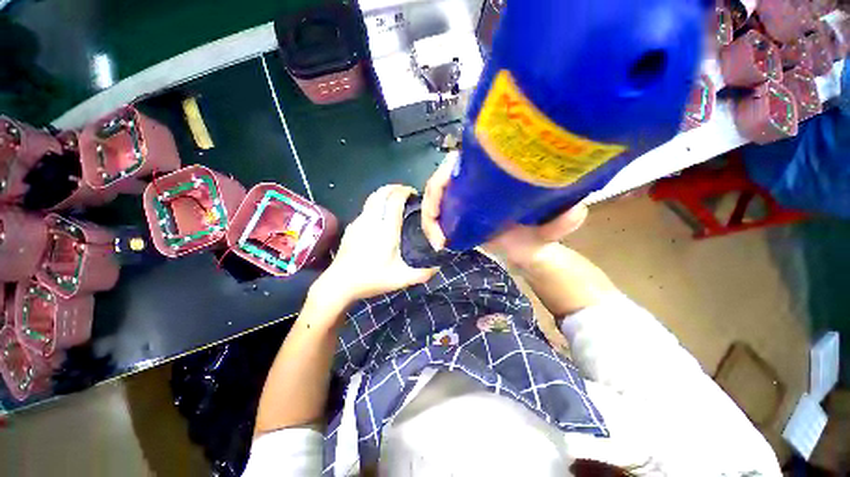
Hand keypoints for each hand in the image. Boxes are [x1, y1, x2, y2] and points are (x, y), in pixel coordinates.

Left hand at [312, 185, 437, 305]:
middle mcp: (372, 220)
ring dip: (384, 194)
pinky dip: (376, 204)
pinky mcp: (351, 227)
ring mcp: (359, 222)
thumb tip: (438, 268)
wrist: (339, 283)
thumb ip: (422, 274)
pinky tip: (380, 216)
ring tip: (394, 200)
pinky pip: (366, 208)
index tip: (414, 193)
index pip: (394, 200)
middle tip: (405, 192)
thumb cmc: (371, 279)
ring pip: (371, 198)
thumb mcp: (401, 279)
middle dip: (394, 188)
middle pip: (381, 193)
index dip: (405, 191)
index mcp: (386, 229)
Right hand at [422, 152, 587, 269]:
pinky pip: (434, 213)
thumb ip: (564, 220)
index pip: (460, 160)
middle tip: (439, 234)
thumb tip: (576, 208)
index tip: (445, 199)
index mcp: (490, 176)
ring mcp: (461, 197)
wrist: (526, 249)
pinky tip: (438, 242)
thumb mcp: (550, 227)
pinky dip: (430, 226)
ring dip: (429, 217)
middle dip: (432, 202)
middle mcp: (472, 181)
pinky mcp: (454, 213)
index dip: (445, 174)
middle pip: (439, 179)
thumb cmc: (536, 235)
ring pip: (432, 196)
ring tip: (438, 241)